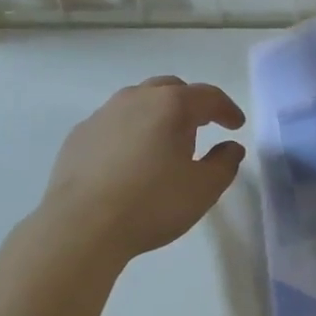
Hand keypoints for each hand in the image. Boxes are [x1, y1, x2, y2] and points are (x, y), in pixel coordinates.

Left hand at [44, 77, 246, 260]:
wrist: (81, 226)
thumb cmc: (152, 204)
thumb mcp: (204, 189)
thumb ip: (224, 163)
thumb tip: (230, 147)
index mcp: (171, 105)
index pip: (208, 96)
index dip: (226, 109)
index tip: (236, 125)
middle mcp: (136, 99)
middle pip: (171, 89)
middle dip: (191, 104)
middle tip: (202, 126)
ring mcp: (103, 115)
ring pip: (138, 101)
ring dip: (157, 114)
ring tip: (165, 142)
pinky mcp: (79, 135)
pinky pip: (113, 123)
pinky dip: (129, 131)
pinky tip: (129, 158)